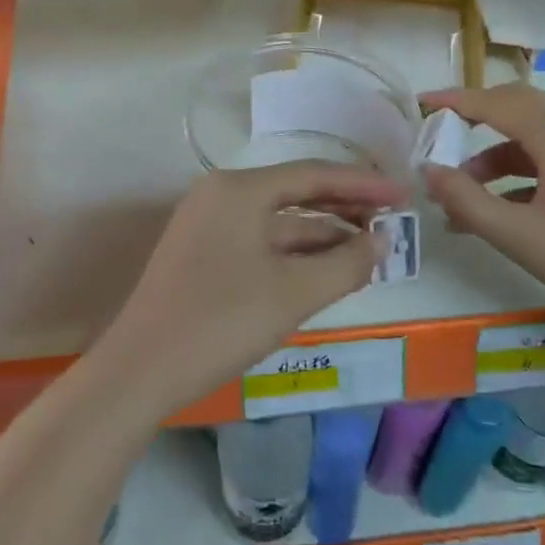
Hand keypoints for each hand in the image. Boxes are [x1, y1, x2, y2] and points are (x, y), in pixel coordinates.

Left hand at [93, 161, 404, 420]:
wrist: (140, 370)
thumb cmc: (221, 322)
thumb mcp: (294, 293)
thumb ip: (347, 264)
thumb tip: (382, 242)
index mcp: (239, 189)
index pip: (313, 174)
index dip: (363, 183)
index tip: (404, 194)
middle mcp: (220, 194)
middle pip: (295, 191)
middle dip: (345, 206)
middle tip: (391, 219)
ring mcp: (207, 224)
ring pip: (277, 220)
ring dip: (323, 233)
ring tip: (368, 247)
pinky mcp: (202, 253)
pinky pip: (260, 241)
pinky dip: (295, 252)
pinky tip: (325, 268)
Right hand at [419, 84, 544, 336]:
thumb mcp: (517, 235)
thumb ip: (466, 200)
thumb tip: (429, 171)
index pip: (496, 103)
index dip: (455, 101)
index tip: (422, 103)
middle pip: (519, 105)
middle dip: (476, 119)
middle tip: (442, 138)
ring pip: (537, 130)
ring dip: (498, 152)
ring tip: (465, 193)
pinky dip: (524, 166)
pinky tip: (503, 204)